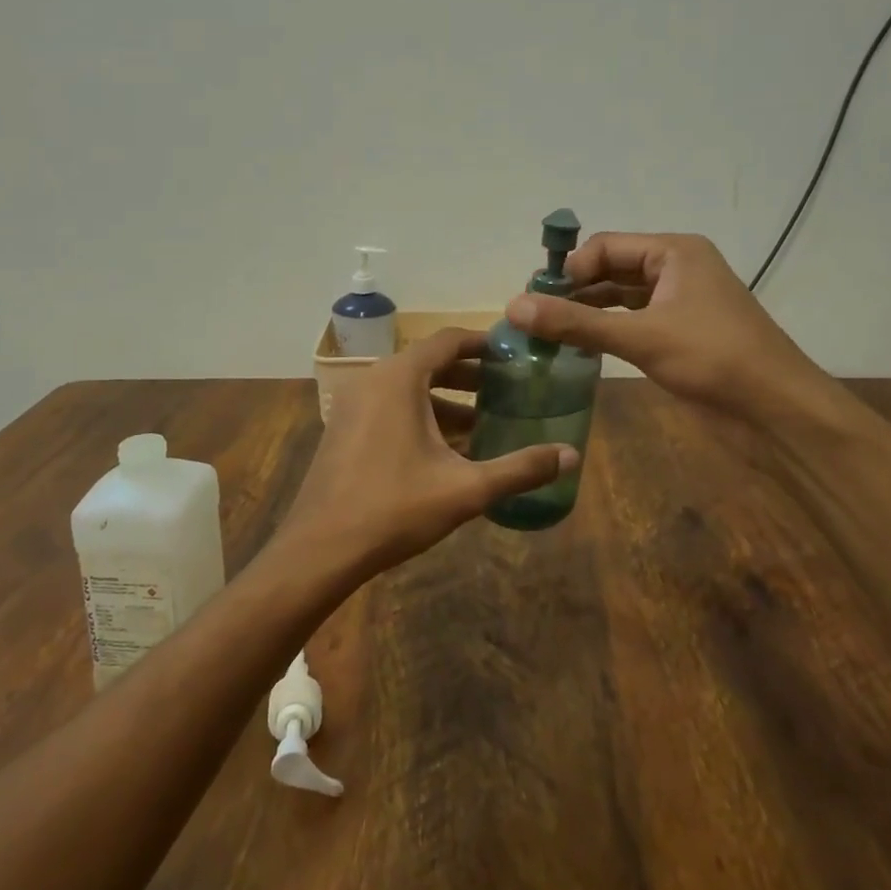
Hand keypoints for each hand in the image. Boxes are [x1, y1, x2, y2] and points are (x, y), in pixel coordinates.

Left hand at [271, 328, 576, 581]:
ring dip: (446, 401)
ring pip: (408, 389)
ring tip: (484, 424)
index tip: (513, 354)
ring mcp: (353, 405)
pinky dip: (420, 417)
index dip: (482, 344)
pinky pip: (390, 408)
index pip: (447, 340)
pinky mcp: (344, 429)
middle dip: (469, 376)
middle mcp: (373, 380)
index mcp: (400, 378)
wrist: (319, 549)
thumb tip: (571, 455)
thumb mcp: (465, 489)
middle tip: (506, 390)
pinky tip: (447, 451)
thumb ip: (520, 468)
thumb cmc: (394, 508)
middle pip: (428, 363)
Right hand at [506, 232, 851, 427]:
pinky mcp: (679, 336)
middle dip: (573, 290)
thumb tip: (513, 307)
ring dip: (586, 312)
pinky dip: (605, 331)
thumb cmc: (714, 358)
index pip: (605, 246)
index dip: (569, 269)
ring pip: (619, 299)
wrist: (777, 412)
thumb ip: (576, 322)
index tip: (536, 299)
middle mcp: (675, 270)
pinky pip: (631, 323)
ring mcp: (679, 304)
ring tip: (545, 333)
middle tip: (532, 316)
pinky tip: (577, 348)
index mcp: (674, 252)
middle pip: (610, 269)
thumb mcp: (640, 337)